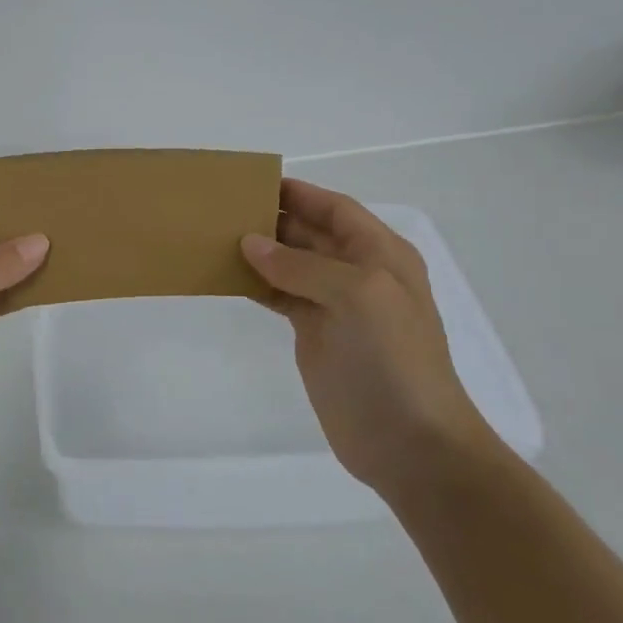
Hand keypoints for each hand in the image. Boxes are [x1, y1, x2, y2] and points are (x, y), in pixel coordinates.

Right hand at [241, 180, 491, 498]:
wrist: (408, 440)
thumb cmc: (393, 357)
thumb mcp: (357, 295)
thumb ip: (302, 265)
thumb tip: (250, 243)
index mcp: (380, 254)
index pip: (335, 209)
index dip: (299, 193)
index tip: (252, 182)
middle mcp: (357, 273)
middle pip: (310, 233)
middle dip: (272, 219)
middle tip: (222, 209)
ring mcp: (335, 305)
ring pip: (290, 264)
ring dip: (258, 251)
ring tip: (214, 237)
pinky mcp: (314, 333)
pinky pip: (280, 296)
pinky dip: (255, 284)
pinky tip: (226, 276)